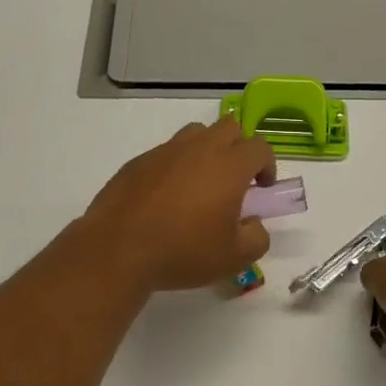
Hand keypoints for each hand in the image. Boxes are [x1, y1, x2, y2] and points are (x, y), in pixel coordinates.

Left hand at [79, 118, 276, 291]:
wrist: (118, 249)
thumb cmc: (184, 251)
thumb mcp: (234, 258)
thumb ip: (257, 238)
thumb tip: (253, 224)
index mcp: (229, 166)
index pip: (260, 147)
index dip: (267, 165)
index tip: (262, 188)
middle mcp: (199, 149)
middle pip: (230, 127)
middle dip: (239, 147)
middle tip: (235, 180)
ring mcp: (165, 151)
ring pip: (196, 133)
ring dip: (207, 149)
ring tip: (201, 182)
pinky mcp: (138, 161)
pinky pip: (166, 152)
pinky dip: (175, 165)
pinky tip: (166, 196)